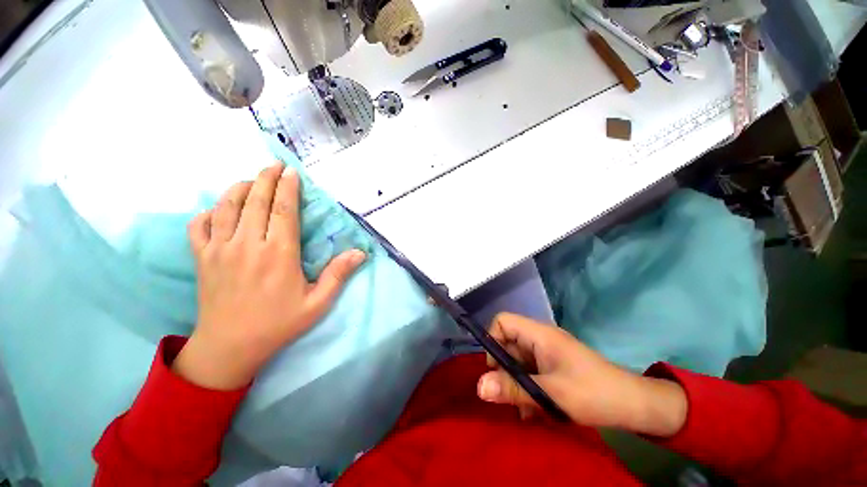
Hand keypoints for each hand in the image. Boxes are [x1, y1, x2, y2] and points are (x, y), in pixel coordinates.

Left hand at [173, 162, 365, 389]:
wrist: (230, 346)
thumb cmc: (278, 324)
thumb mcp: (317, 303)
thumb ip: (338, 275)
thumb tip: (360, 253)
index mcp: (278, 254)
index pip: (283, 211)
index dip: (288, 188)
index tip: (292, 173)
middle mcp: (247, 245)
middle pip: (255, 201)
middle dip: (265, 178)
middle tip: (274, 164)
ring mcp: (219, 250)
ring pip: (226, 207)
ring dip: (239, 188)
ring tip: (251, 179)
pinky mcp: (202, 258)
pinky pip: (199, 225)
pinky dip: (208, 211)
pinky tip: (219, 209)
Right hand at [477, 313, 687, 436]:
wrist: (634, 406)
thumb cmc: (593, 393)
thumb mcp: (550, 394)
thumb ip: (513, 389)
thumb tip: (478, 387)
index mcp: (539, 334)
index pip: (502, 321)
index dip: (492, 340)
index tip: (495, 368)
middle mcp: (540, 338)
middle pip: (507, 343)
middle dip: (504, 369)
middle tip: (509, 395)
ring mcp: (547, 353)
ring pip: (518, 361)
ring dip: (516, 383)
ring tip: (524, 409)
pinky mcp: (553, 366)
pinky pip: (530, 372)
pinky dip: (527, 389)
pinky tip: (533, 411)